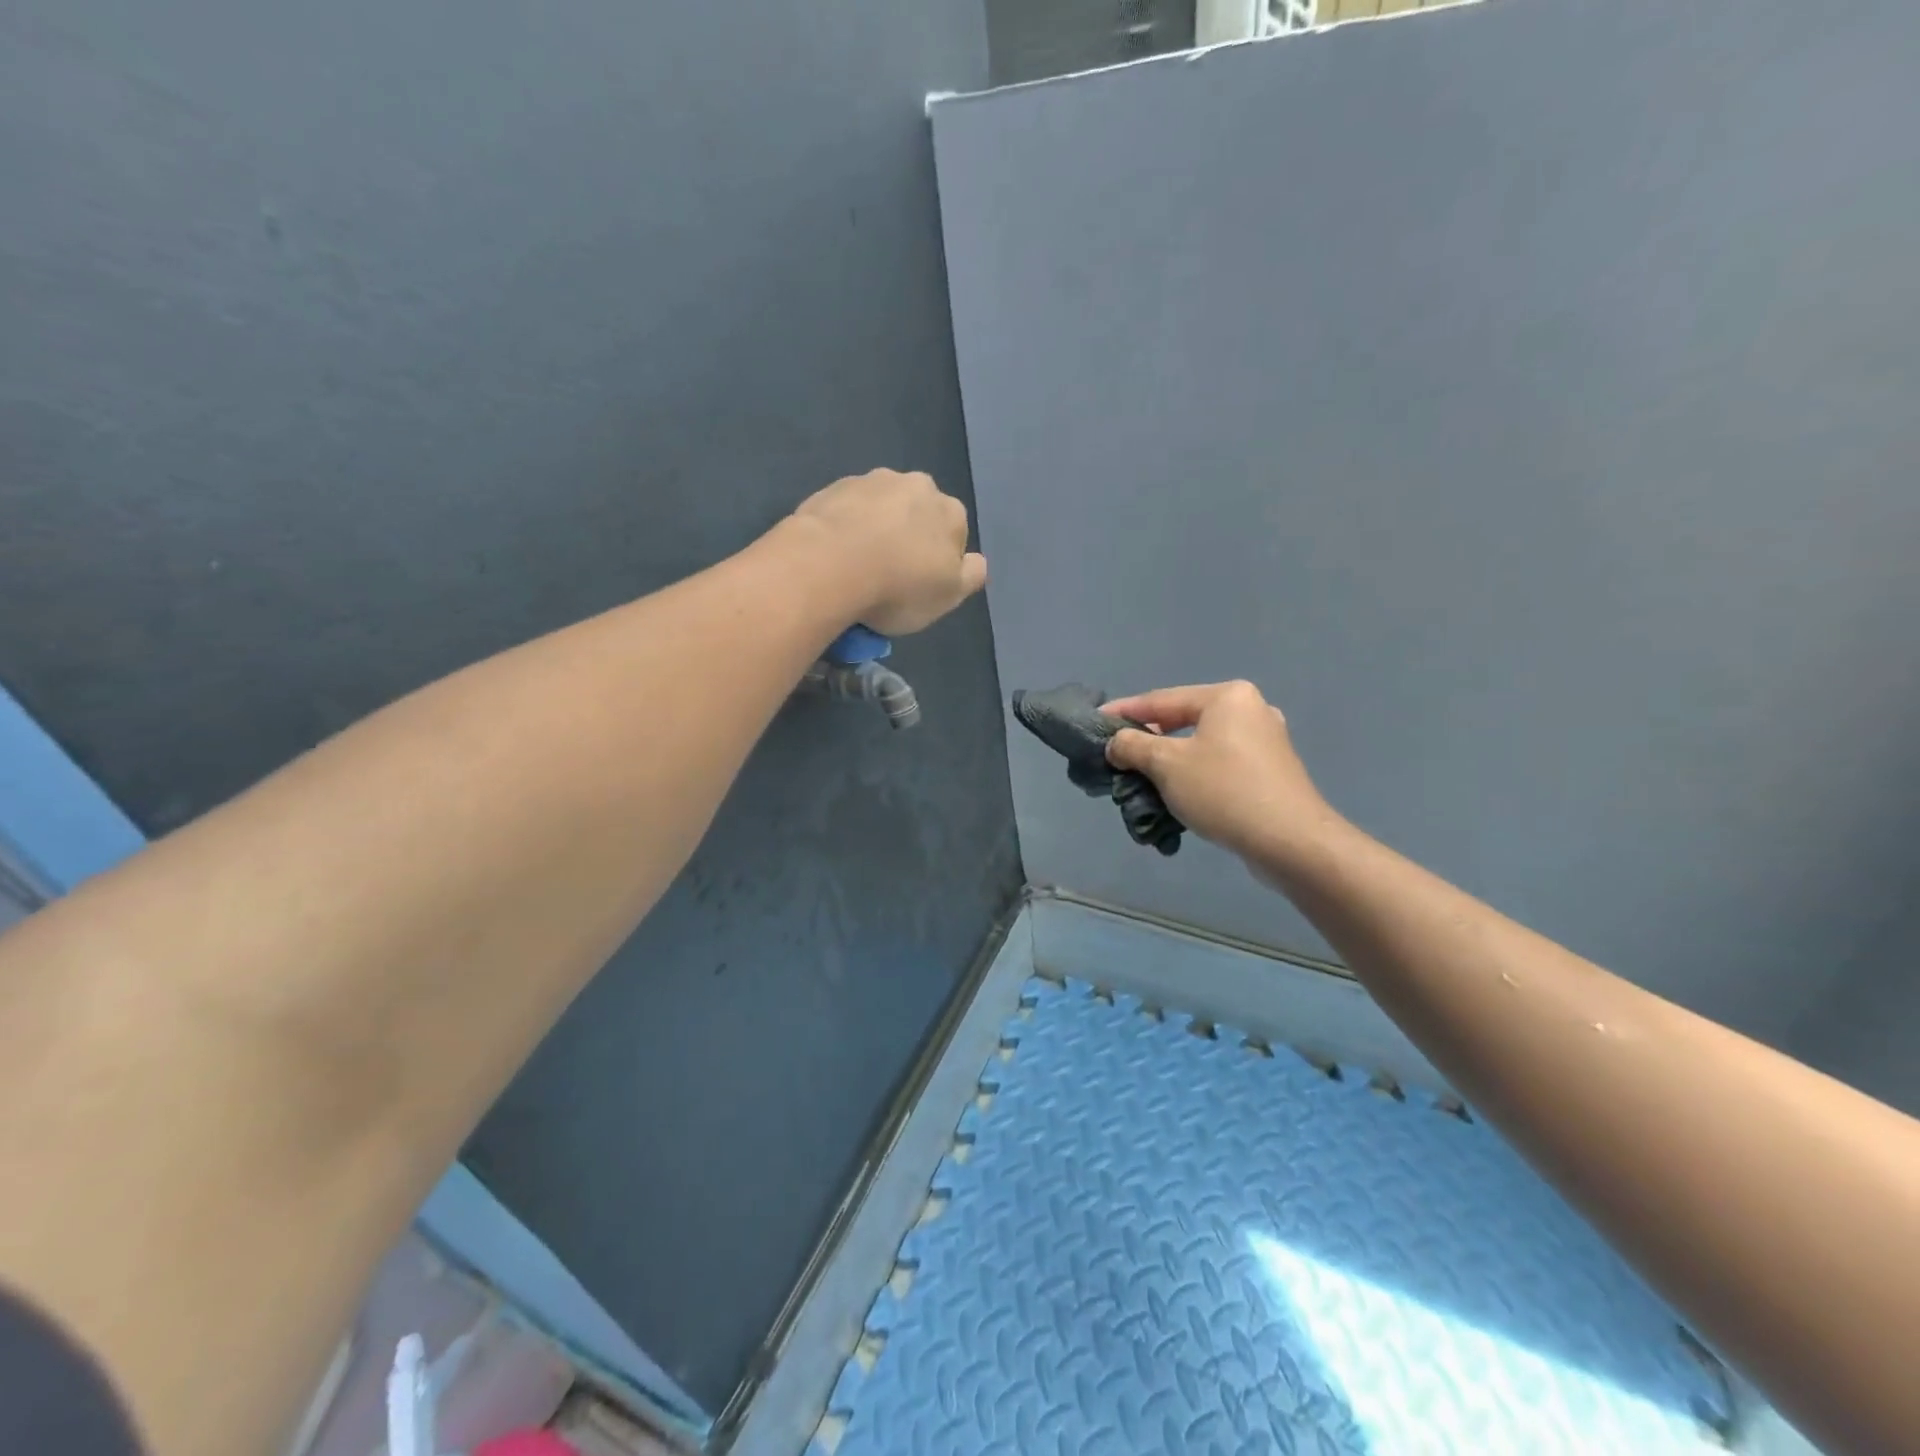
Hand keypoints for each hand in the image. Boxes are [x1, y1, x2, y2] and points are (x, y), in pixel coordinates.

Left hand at [790, 469, 988, 635]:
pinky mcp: (832, 487)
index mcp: (951, 511)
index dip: (938, 561)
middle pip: (918, 515)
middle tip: (888, 574)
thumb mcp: (949, 596)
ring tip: (856, 566)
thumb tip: (976, 561)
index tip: (919, 585)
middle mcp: (916, 485)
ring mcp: (871, 481)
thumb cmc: (899, 586)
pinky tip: (833, 555)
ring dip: (874, 528)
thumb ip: (971, 576)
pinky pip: (846, 510)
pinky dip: (844, 527)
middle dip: (908, 536)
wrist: (829, 565)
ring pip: (880, 508)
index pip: (954, 534)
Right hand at [1102, 681, 1335, 863]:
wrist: (1290, 841)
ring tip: (1142, 780)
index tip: (1095, 721)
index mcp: (1227, 697)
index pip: (1161, 699)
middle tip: (1117, 756)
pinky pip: (1219, 765)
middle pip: (1182, 721)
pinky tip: (1177, 795)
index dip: (1124, 711)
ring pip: (1201, 746)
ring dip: (1169, 762)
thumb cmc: (1224, 791)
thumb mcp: (1166, 764)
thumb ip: (1133, 746)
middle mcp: (1250, 710)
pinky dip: (1194, 776)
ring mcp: (1265, 742)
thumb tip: (1116, 743)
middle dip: (1147, 741)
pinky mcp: (1270, 771)